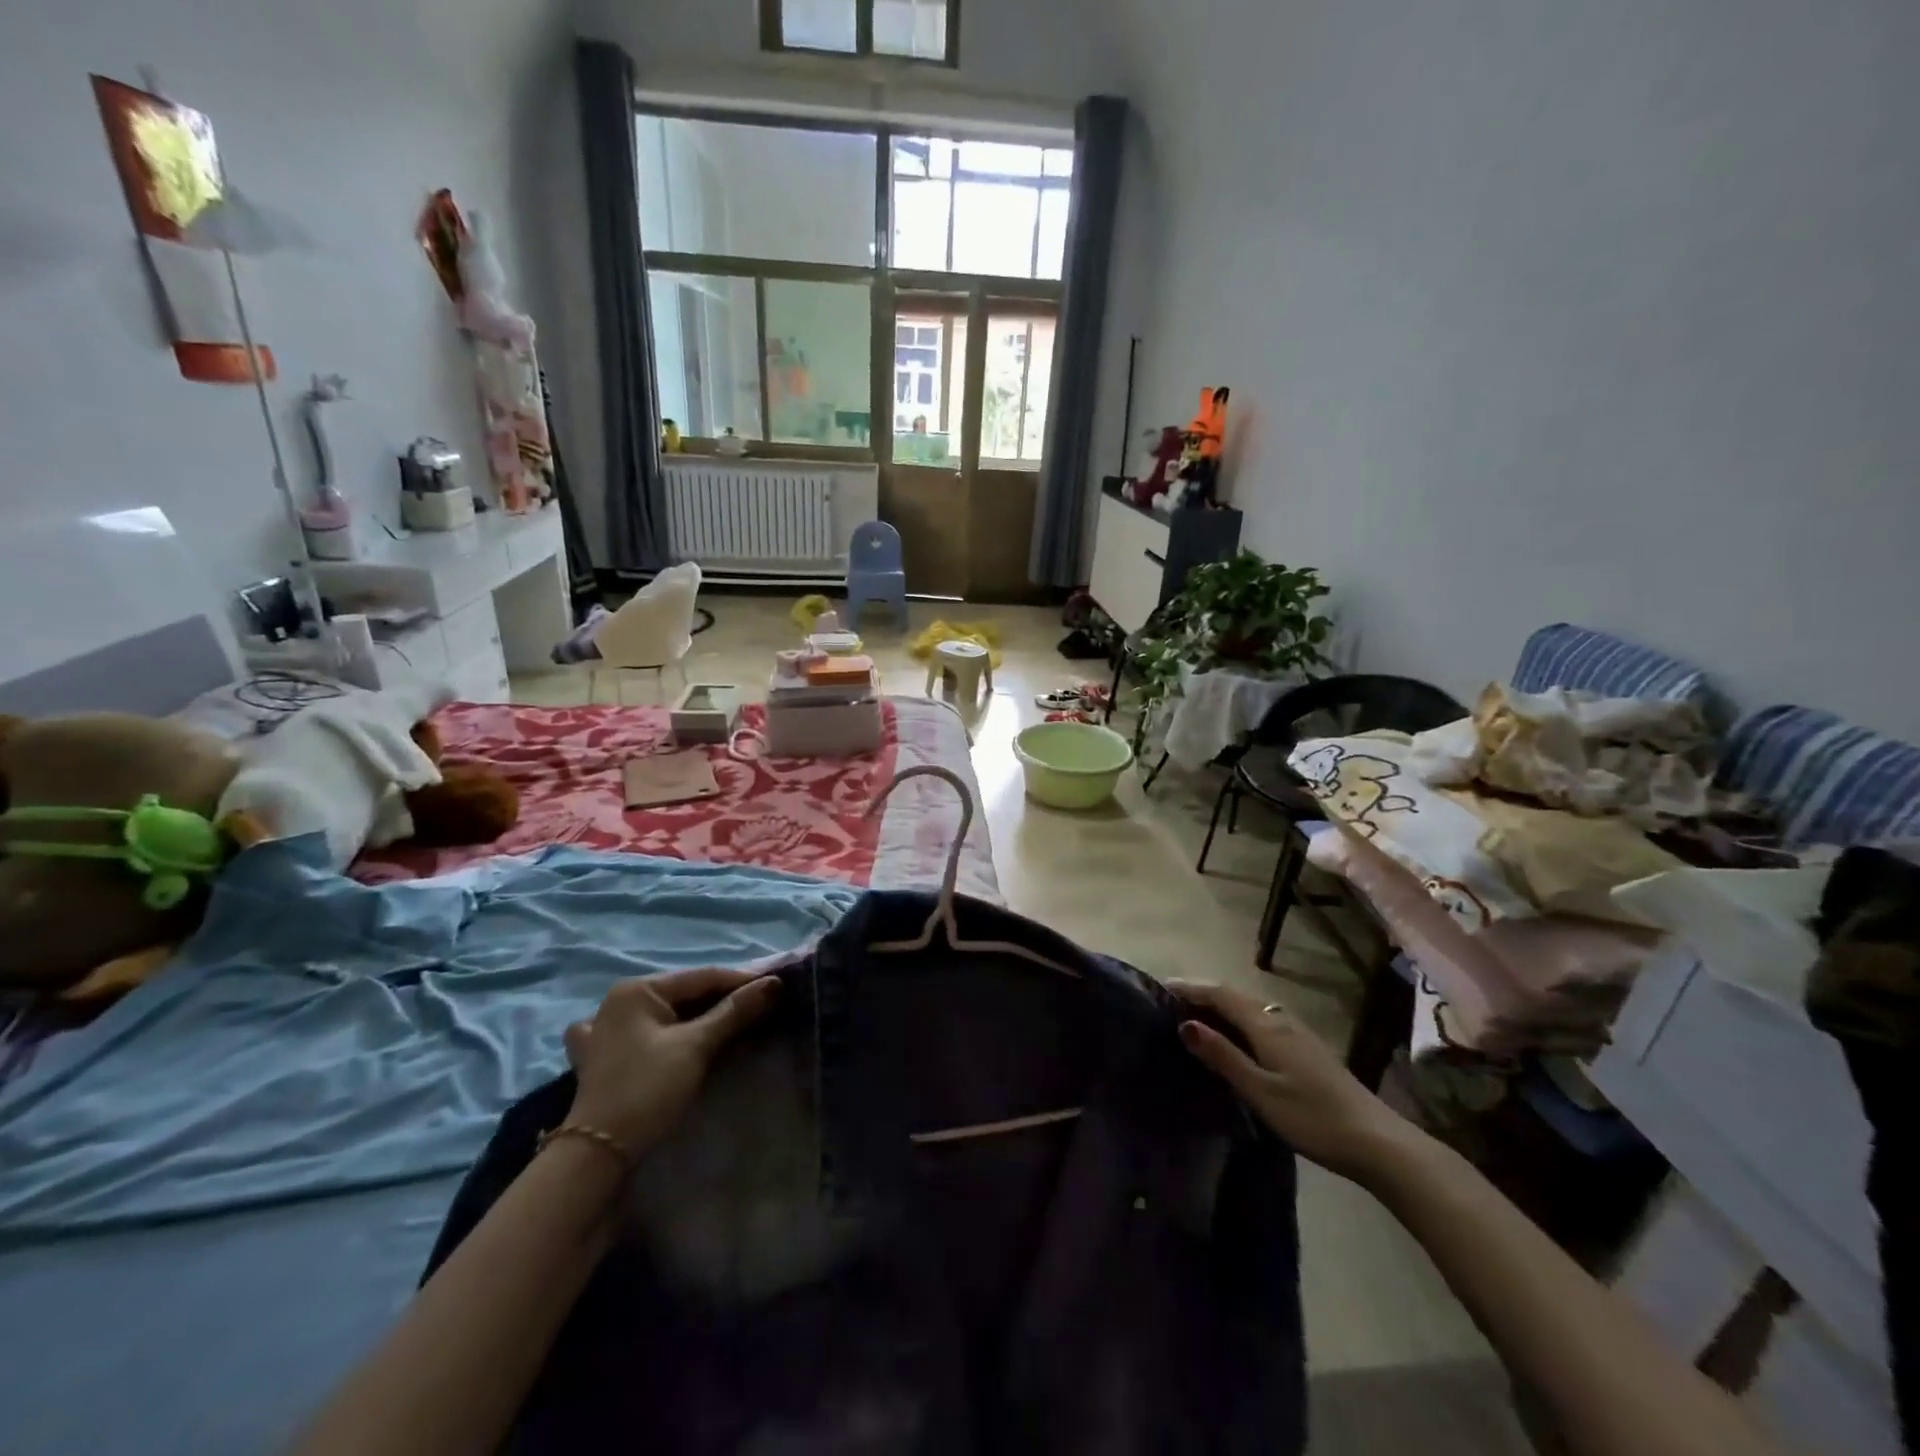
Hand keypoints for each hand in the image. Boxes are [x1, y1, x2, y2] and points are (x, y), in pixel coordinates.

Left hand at [561, 969, 779, 1158]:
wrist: (598, 1153)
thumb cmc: (648, 1088)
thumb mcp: (696, 1046)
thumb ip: (734, 1012)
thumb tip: (773, 984)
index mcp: (638, 989)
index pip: (702, 976)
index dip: (742, 981)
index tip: (776, 986)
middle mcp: (619, 1000)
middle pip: (684, 992)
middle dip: (721, 999)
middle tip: (760, 1005)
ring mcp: (605, 1028)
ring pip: (666, 1011)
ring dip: (697, 1015)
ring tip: (730, 1020)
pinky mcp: (602, 1055)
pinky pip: (642, 1030)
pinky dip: (663, 1029)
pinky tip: (666, 1034)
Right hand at [1169, 980, 1418, 1183]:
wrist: (1377, 1142)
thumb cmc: (1312, 1117)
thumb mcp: (1260, 1090)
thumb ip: (1223, 1056)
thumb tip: (1185, 1024)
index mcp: (1266, 1026)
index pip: (1220, 994)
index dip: (1191, 988)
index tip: (1161, 987)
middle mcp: (1281, 1020)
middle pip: (1236, 997)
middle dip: (1203, 995)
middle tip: (1171, 1004)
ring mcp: (1298, 1035)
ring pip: (1250, 1009)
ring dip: (1222, 1008)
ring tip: (1196, 1019)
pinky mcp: (1308, 1051)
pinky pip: (1262, 1023)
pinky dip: (1239, 1022)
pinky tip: (1235, 1041)